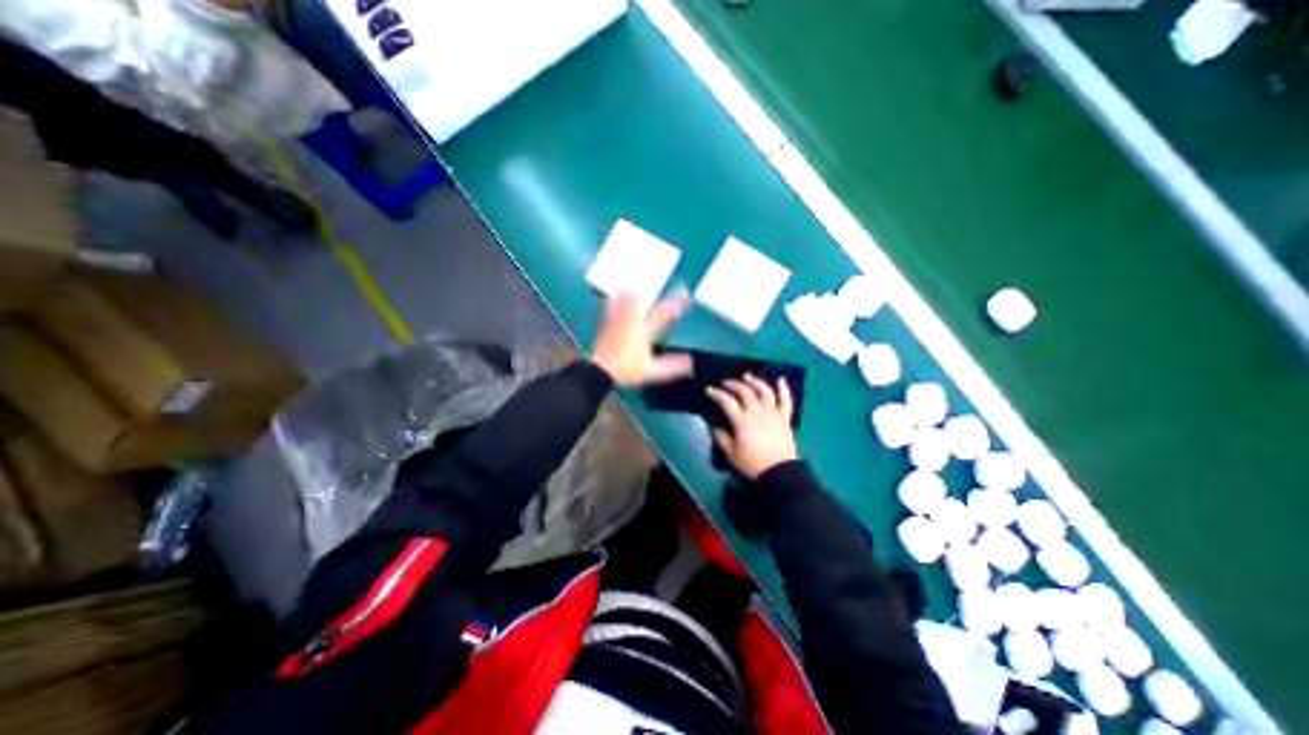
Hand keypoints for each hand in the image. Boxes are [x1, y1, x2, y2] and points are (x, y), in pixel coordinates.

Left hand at [594, 290, 694, 388]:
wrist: (601, 370)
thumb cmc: (627, 371)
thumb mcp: (652, 371)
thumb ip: (671, 366)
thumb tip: (690, 362)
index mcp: (644, 332)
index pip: (663, 314)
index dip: (674, 303)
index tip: (684, 294)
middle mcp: (632, 323)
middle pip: (643, 301)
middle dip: (654, 292)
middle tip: (656, 282)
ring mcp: (618, 321)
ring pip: (627, 299)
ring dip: (633, 291)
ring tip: (637, 282)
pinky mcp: (607, 323)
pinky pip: (611, 305)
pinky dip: (616, 299)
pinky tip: (614, 296)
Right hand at [707, 372, 798, 482]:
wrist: (779, 474)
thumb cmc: (752, 464)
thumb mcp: (731, 454)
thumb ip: (721, 437)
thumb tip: (713, 426)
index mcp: (742, 421)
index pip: (727, 402)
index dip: (717, 394)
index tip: (709, 390)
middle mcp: (758, 413)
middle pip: (745, 392)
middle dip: (733, 384)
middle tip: (725, 383)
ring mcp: (773, 414)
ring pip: (765, 391)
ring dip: (755, 381)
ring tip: (747, 376)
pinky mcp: (785, 418)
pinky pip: (786, 401)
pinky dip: (784, 389)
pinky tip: (780, 379)